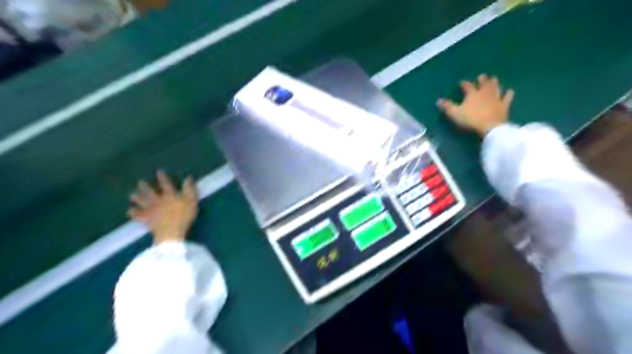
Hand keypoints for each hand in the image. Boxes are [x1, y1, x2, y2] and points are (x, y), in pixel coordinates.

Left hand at [127, 172, 196, 242]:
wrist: (171, 231)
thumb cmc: (184, 216)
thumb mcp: (192, 201)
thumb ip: (189, 189)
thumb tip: (188, 177)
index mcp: (170, 196)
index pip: (166, 185)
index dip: (163, 178)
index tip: (158, 172)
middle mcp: (158, 201)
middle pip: (150, 192)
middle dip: (145, 187)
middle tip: (140, 182)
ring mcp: (151, 211)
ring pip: (143, 203)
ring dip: (137, 198)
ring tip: (132, 195)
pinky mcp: (147, 220)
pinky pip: (139, 216)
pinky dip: (134, 213)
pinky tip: (129, 211)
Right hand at [441, 74, 512, 135]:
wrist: (490, 126)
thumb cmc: (471, 119)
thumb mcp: (455, 114)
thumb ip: (447, 107)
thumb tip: (438, 100)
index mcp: (472, 94)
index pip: (467, 86)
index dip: (464, 84)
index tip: (461, 82)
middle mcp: (485, 93)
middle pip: (484, 83)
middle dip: (482, 79)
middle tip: (482, 76)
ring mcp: (496, 98)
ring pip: (496, 87)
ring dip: (494, 83)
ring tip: (494, 79)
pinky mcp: (504, 105)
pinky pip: (507, 97)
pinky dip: (508, 93)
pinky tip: (509, 91)